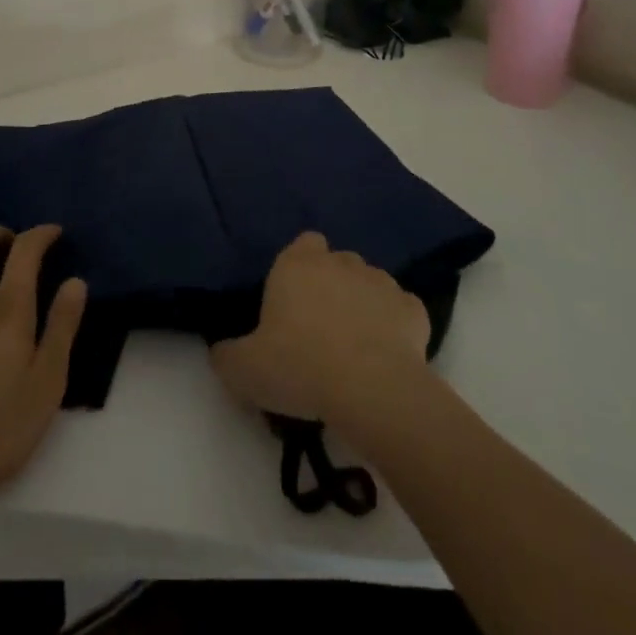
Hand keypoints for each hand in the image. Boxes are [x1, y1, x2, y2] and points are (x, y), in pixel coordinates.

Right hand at [211, 231, 431, 426]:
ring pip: (370, 284)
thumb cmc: (300, 367)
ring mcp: (381, 282)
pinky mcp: (414, 310)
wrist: (372, 390)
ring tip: (356, 347)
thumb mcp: (244, 370)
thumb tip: (221, 352)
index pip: (302, 243)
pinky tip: (387, 357)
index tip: (293, 302)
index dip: (299, 268)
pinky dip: (396, 327)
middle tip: (321, 330)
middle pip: (336, 262)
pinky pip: (401, 312)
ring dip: (363, 305)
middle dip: (332, 286)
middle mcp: (340, 262)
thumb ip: (227, 355)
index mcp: (297, 264)